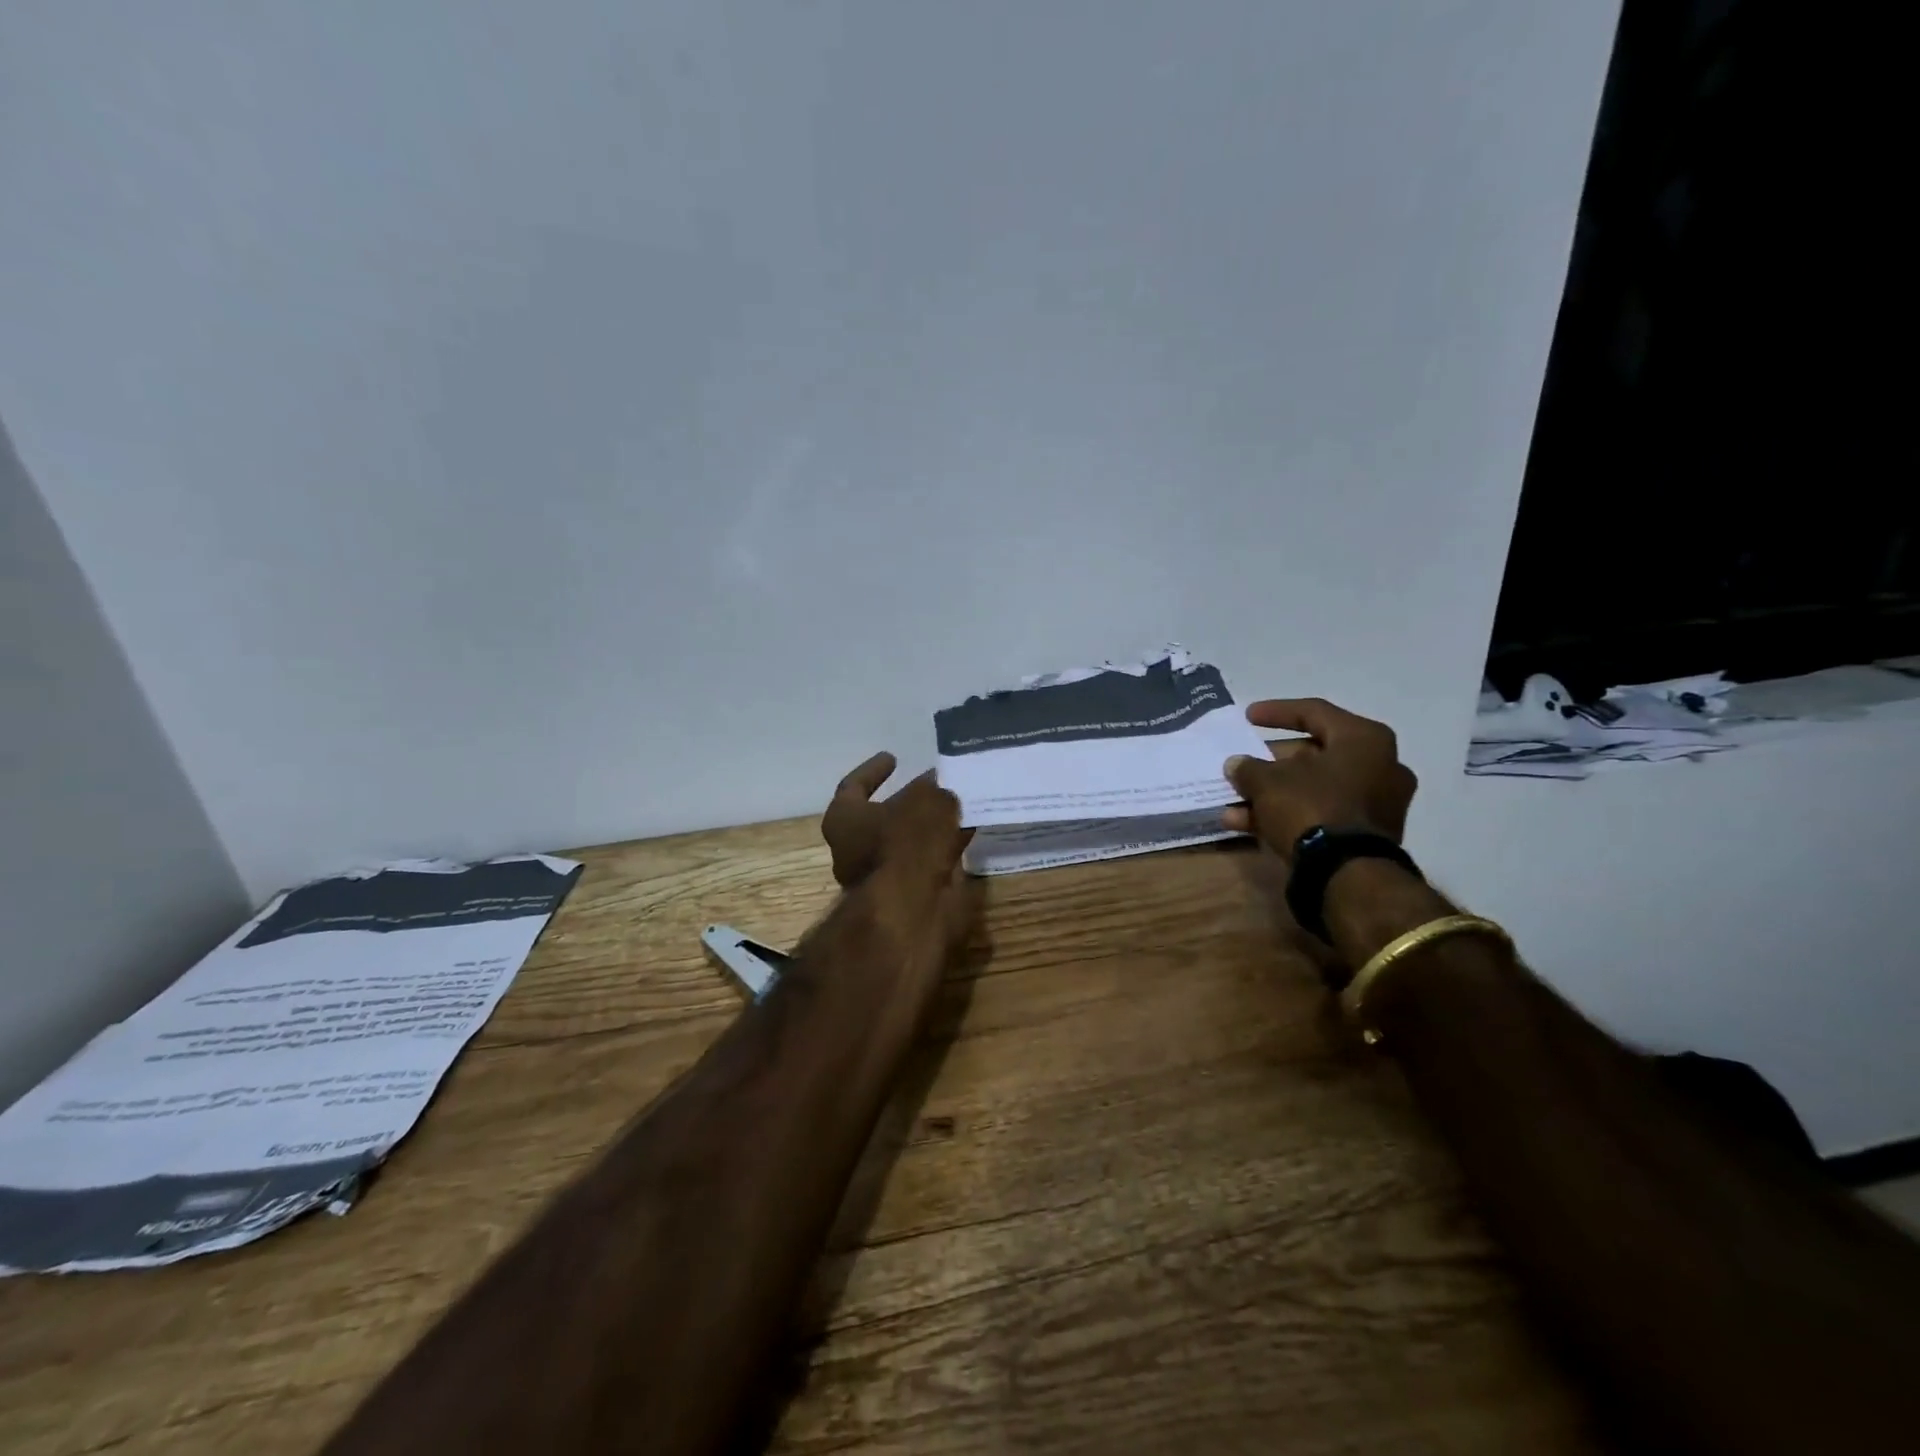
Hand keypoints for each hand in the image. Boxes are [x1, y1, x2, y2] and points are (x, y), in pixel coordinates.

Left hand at [822, 753, 972, 890]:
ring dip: (930, 825)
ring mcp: (880, 875)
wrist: (911, 908)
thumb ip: (934, 790)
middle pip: (882, 817)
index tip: (893, 758)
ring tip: (959, 804)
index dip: (873, 770)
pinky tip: (969, 830)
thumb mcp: (925, 801)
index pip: (853, 786)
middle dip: (909, 800)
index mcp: (844, 820)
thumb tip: (941, 787)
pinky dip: (944, 846)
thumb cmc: (904, 842)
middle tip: (936, 784)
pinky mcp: (906, 894)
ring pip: (908, 841)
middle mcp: (854, 848)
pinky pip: (926, 861)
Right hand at [1222, 699, 1417, 862]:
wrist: (1346, 872)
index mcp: (1364, 739)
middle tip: (1244, 765)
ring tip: (1234, 802)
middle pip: (1314, 753)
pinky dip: (1287, 814)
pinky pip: (1321, 812)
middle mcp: (1380, 765)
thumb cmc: (1310, 806)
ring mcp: (1377, 802)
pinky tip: (1246, 825)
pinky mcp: (1367, 834)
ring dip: (1272, 793)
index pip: (1314, 712)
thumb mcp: (1267, 781)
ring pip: (1313, 787)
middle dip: (1271, 762)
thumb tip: (1237, 765)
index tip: (1248, 716)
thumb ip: (1249, 767)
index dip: (1276, 712)